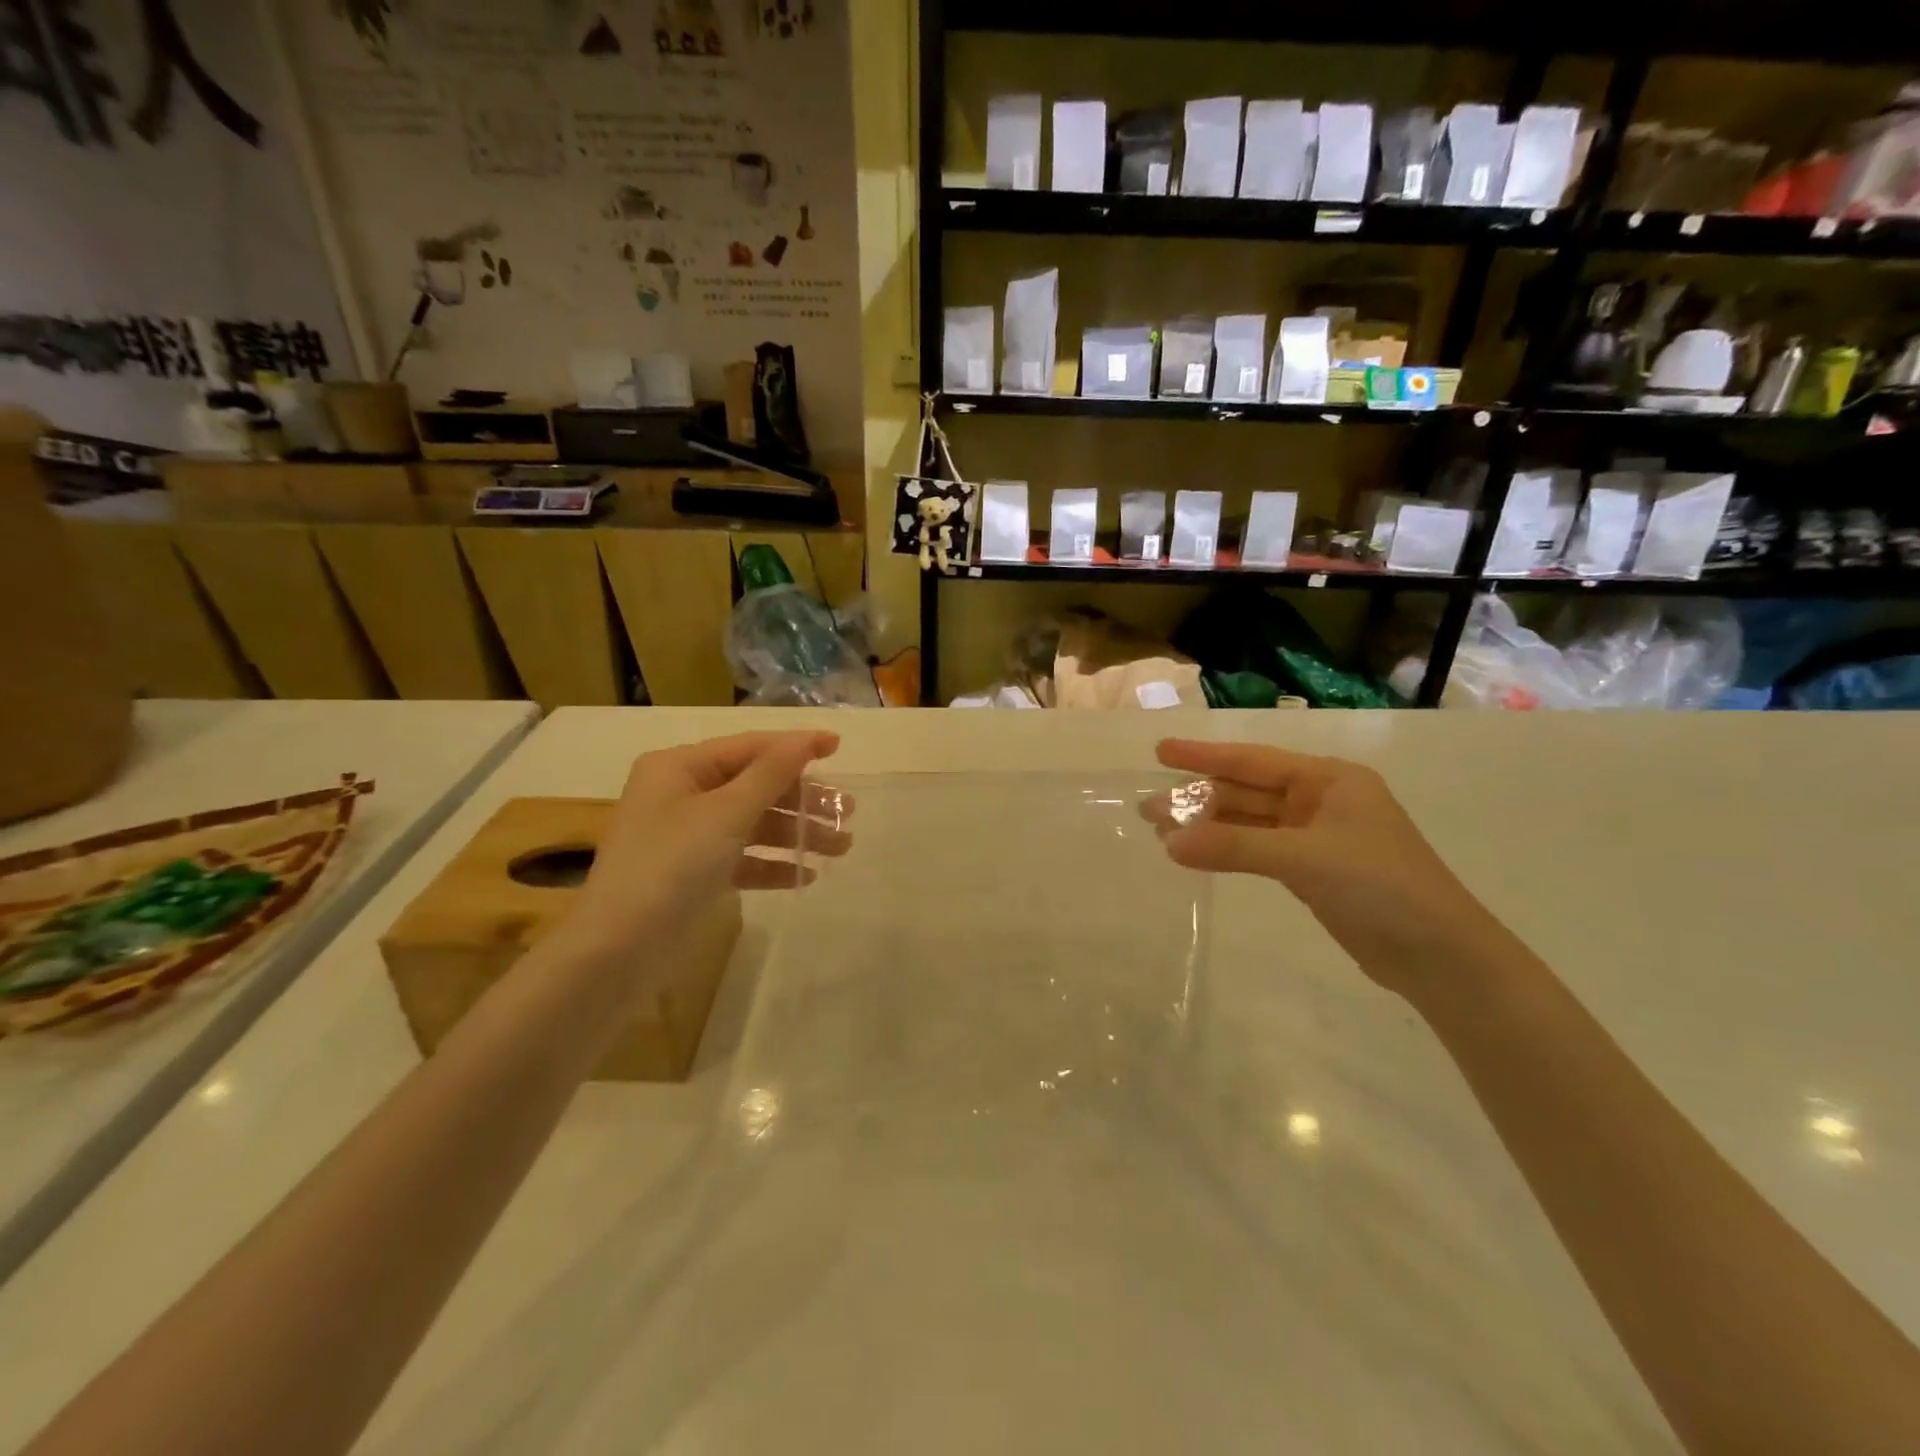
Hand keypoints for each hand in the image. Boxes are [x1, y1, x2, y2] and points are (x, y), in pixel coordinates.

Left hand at [561, 731, 850, 961]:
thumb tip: (806, 739)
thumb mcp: (726, 813)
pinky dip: (771, 864)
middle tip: (846, 812)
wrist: (618, 949)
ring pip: (752, 824)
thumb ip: (771, 774)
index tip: (839, 747)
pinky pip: (741, 858)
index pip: (749, 747)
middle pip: (755, 785)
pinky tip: (805, 876)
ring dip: (795, 833)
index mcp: (680, 767)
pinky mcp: (692, 873)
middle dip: (802, 799)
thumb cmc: (672, 865)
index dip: (796, 746)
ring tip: (841, 848)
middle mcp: (682, 793)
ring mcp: (686, 835)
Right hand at [1146, 739, 1492, 996]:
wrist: (1439, 955)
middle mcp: (1321, 801)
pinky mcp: (1313, 871)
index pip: (1253, 761)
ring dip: (1209, 827)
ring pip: (1250, 823)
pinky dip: (1228, 852)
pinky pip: (1258, 851)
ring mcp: (1316, 837)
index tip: (1161, 752)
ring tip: (1161, 832)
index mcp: (1329, 780)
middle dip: (1199, 798)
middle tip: (1149, 807)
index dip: (1204, 756)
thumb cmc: (1380, 886)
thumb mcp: (1305, 858)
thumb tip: (1169, 843)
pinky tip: (1196, 854)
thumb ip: (1235, 847)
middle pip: (1247, 792)